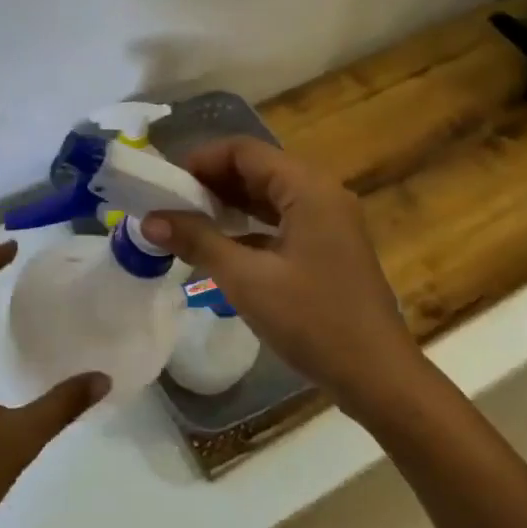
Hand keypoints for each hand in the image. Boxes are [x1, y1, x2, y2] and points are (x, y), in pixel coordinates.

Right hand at [141, 138, 420, 421]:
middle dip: (211, 182)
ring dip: (228, 204)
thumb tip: (149, 219)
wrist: (377, 376)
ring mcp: (329, 221)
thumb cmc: (313, 321)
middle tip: (169, 205)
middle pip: (257, 169)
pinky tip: (221, 247)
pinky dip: (249, 226)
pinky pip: (281, 220)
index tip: (165, 184)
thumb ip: (198, 240)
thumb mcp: (247, 279)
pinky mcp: (328, 246)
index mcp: (308, 188)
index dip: (201, 160)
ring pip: (269, 195)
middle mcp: (321, 193)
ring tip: (186, 223)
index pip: (245, 151)